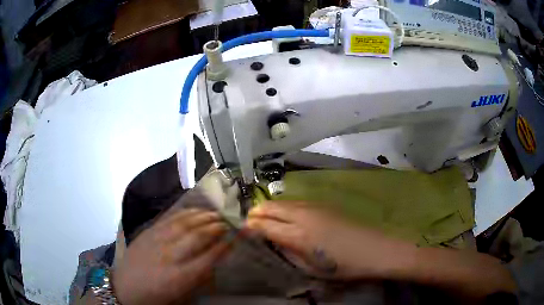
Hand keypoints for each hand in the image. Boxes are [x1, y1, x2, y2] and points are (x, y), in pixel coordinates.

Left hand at [112, 209, 230, 304]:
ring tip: (215, 213)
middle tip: (229, 222)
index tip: (236, 237)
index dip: (226, 245)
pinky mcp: (148, 232)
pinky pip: (169, 218)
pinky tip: (194, 210)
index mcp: (181, 276)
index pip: (210, 256)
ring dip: (203, 217)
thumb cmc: (157, 297)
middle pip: (199, 236)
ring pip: (185, 223)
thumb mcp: (183, 296)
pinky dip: (185, 213)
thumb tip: (216, 262)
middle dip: (217, 227)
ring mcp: (157, 241)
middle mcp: (171, 255)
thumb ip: (201, 279)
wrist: (125, 288)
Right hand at [247, 201, 414, 279]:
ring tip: (264, 217)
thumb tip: (274, 243)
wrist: (374, 249)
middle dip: (256, 212)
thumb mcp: (312, 268)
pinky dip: (284, 206)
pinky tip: (286, 214)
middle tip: (249, 221)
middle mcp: (303, 216)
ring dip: (270, 207)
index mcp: (299, 236)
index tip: (241, 229)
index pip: (265, 225)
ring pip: (283, 201)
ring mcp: (315, 206)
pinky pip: (296, 201)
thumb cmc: (344, 266)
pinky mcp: (324, 204)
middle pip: (271, 207)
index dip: (250, 226)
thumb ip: (289, 253)